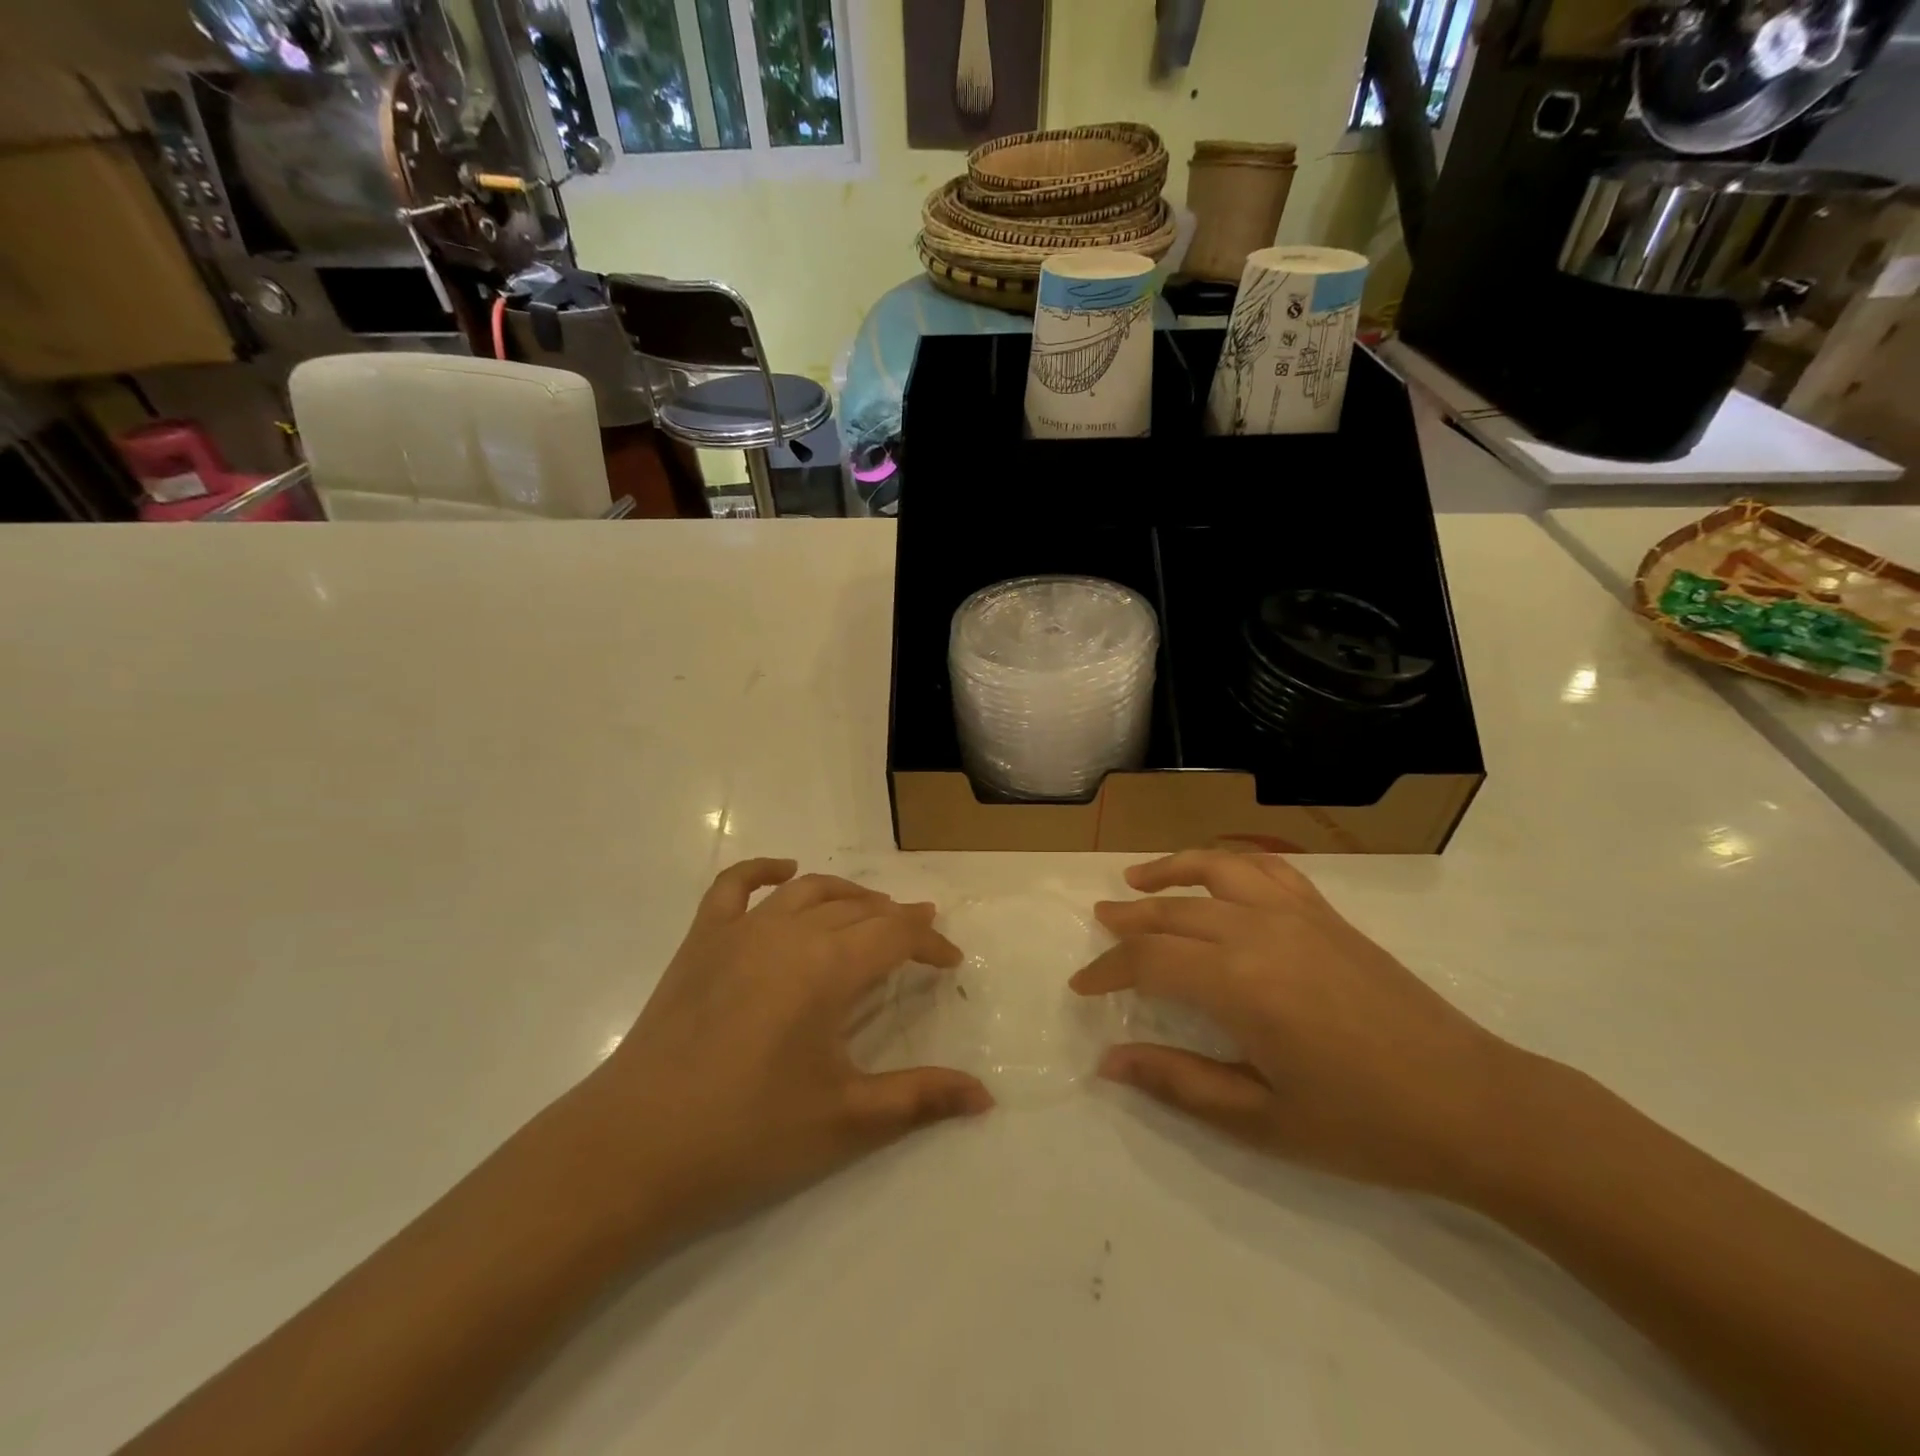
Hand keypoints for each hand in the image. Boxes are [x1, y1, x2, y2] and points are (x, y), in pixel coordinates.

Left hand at [582, 859, 991, 1243]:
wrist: (634, 1148)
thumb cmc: (747, 1134)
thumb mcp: (846, 1120)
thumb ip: (920, 1098)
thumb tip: (986, 1097)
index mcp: (828, 966)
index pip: (896, 933)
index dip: (930, 942)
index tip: (950, 961)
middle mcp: (789, 932)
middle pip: (857, 908)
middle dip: (896, 919)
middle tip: (918, 940)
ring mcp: (739, 930)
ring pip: (808, 891)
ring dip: (847, 895)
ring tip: (870, 912)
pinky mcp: (700, 941)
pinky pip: (733, 886)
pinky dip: (764, 871)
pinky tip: (784, 872)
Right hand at [1072, 851, 1528, 1197]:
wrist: (1475, 1106)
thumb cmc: (1365, 1124)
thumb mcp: (1262, 1120)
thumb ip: (1179, 1083)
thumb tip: (1110, 1061)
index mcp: (1240, 983)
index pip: (1150, 960)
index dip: (1108, 970)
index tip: (1082, 986)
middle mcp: (1260, 931)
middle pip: (1174, 910)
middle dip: (1128, 918)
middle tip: (1098, 925)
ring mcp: (1297, 914)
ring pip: (1216, 870)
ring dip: (1170, 870)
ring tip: (1138, 878)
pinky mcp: (1327, 915)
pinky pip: (1267, 869)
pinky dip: (1229, 862)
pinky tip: (1217, 875)